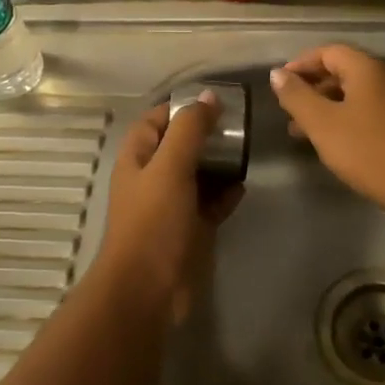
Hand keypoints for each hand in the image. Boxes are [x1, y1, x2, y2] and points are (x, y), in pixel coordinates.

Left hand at [89, 94, 242, 322]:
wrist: (148, 289)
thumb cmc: (153, 221)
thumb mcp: (170, 166)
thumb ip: (189, 129)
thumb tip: (209, 96)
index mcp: (137, 158)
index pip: (156, 120)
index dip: (181, 107)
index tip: (215, 101)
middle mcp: (152, 177)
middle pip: (180, 146)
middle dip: (206, 134)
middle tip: (239, 125)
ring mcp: (171, 205)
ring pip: (197, 174)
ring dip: (219, 163)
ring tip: (246, 150)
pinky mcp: (189, 229)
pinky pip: (210, 203)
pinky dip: (225, 194)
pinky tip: (243, 186)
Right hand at [268, 46, 384, 225]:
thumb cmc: (368, 149)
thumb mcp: (323, 123)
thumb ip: (297, 96)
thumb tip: (277, 73)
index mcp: (366, 69)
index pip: (328, 52)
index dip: (301, 64)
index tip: (279, 83)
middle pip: (342, 72)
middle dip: (311, 89)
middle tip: (287, 110)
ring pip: (354, 96)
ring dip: (325, 108)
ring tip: (300, 133)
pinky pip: (367, 113)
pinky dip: (344, 121)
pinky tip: (332, 144)